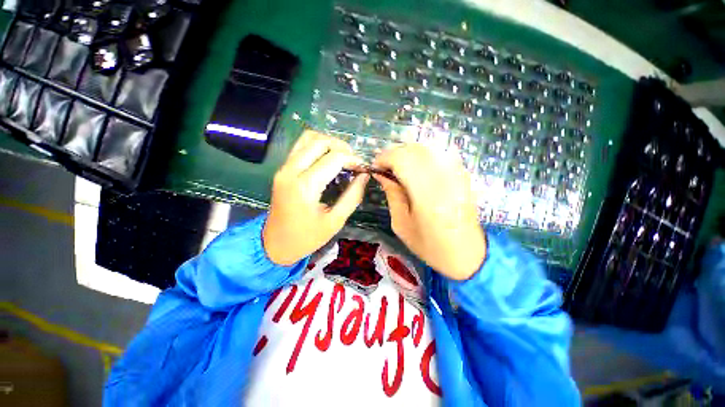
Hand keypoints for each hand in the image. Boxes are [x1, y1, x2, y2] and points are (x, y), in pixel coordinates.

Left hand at [263, 131, 369, 265]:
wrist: (275, 244)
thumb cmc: (307, 237)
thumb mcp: (335, 221)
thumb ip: (352, 196)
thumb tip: (364, 175)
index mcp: (305, 186)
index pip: (334, 158)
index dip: (352, 159)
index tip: (362, 168)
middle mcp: (291, 171)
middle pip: (320, 141)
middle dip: (342, 147)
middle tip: (353, 162)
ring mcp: (284, 168)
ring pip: (308, 138)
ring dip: (328, 143)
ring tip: (342, 157)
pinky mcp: (282, 169)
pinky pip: (300, 146)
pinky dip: (316, 146)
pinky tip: (327, 158)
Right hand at [373, 144, 485, 279]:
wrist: (467, 254)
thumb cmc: (430, 245)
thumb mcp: (401, 224)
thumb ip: (392, 194)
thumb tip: (381, 174)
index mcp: (426, 195)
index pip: (402, 159)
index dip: (384, 158)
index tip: (375, 167)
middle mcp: (443, 178)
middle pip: (414, 149)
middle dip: (394, 154)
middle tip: (385, 168)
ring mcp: (456, 174)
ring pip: (427, 147)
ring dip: (408, 153)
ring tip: (399, 168)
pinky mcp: (462, 174)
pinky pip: (439, 153)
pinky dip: (423, 156)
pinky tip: (417, 169)